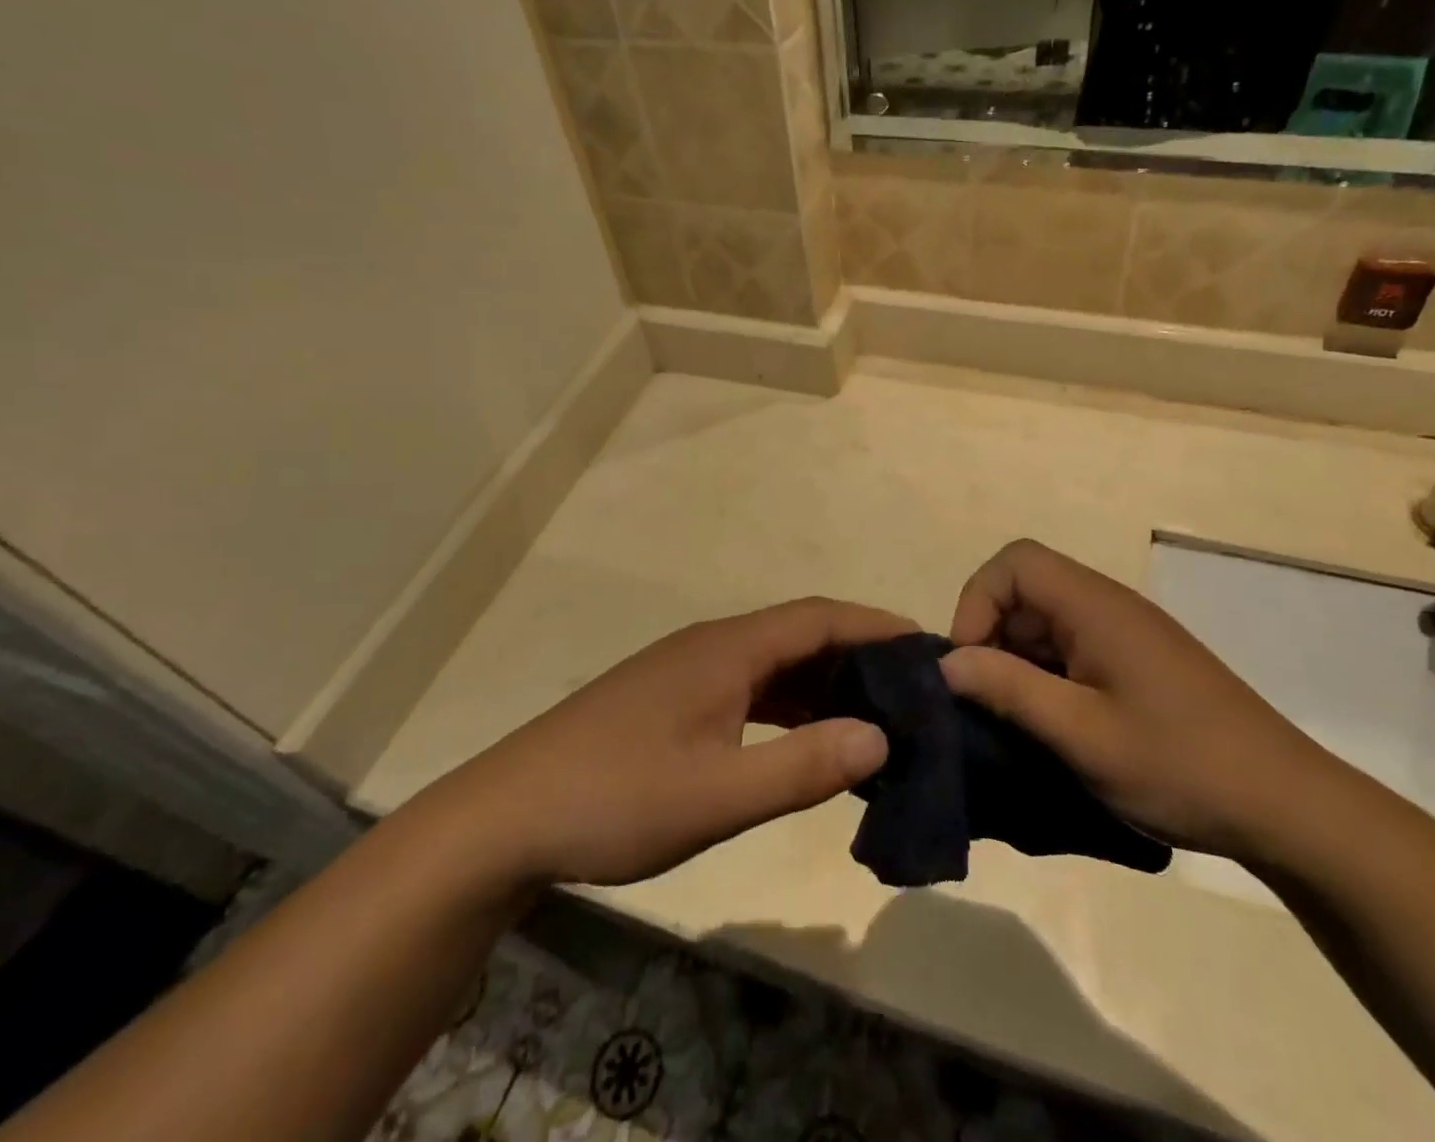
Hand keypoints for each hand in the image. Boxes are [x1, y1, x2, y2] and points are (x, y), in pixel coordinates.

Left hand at [426, 600, 911, 888]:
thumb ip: (802, 766)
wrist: (505, 818)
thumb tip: (882, 736)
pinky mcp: (672, 699)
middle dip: (858, 655)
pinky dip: (788, 705)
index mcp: (727, 649)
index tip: (928, 646)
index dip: (876, 625)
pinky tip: (804, 739)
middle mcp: (712, 645)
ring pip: (774, 663)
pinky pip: (748, 688)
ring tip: (872, 716)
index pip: (819, 618)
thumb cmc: (614, 799)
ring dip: (823, 683)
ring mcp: (688, 671)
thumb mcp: (717, 794)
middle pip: (800, 634)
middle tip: (912, 692)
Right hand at [942, 540, 1325, 861]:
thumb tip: (947, 663)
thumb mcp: (1081, 734)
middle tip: (987, 700)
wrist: (1287, 806)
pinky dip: (1047, 677)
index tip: (971, 664)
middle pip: (1026, 589)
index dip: (978, 602)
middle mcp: (1109, 606)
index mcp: (1095, 606)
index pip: (1015, 562)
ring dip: (1018, 661)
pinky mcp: (1138, 663)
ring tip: (1017, 720)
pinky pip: (1072, 649)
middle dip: (992, 637)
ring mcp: (1126, 634)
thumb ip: (1009, 689)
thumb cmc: (1179, 765)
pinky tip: (1054, 726)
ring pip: (1046, 622)